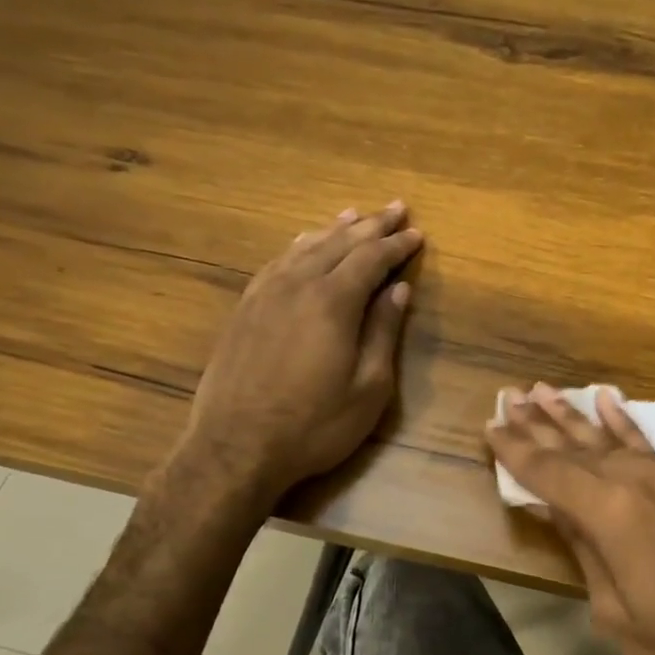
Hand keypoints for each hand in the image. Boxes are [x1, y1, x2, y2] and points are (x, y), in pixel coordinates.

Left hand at [159, 203, 422, 505]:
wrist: (236, 446)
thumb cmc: (315, 425)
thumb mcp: (368, 387)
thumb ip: (384, 332)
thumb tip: (398, 289)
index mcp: (333, 301)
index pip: (372, 258)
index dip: (398, 244)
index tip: (418, 233)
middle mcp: (298, 284)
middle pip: (340, 243)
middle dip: (372, 225)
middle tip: (395, 208)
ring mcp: (266, 294)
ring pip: (305, 247)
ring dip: (335, 229)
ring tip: (354, 215)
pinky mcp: (245, 309)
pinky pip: (277, 263)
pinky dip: (298, 247)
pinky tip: (303, 244)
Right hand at [486, 385, 654, 654]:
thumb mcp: (618, 616)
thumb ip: (585, 551)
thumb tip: (556, 508)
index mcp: (617, 517)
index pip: (552, 473)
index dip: (517, 452)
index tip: (490, 427)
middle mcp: (645, 482)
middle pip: (580, 449)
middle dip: (540, 425)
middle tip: (509, 398)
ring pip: (614, 441)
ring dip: (576, 418)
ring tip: (542, 391)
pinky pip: (653, 446)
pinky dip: (627, 424)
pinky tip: (607, 400)